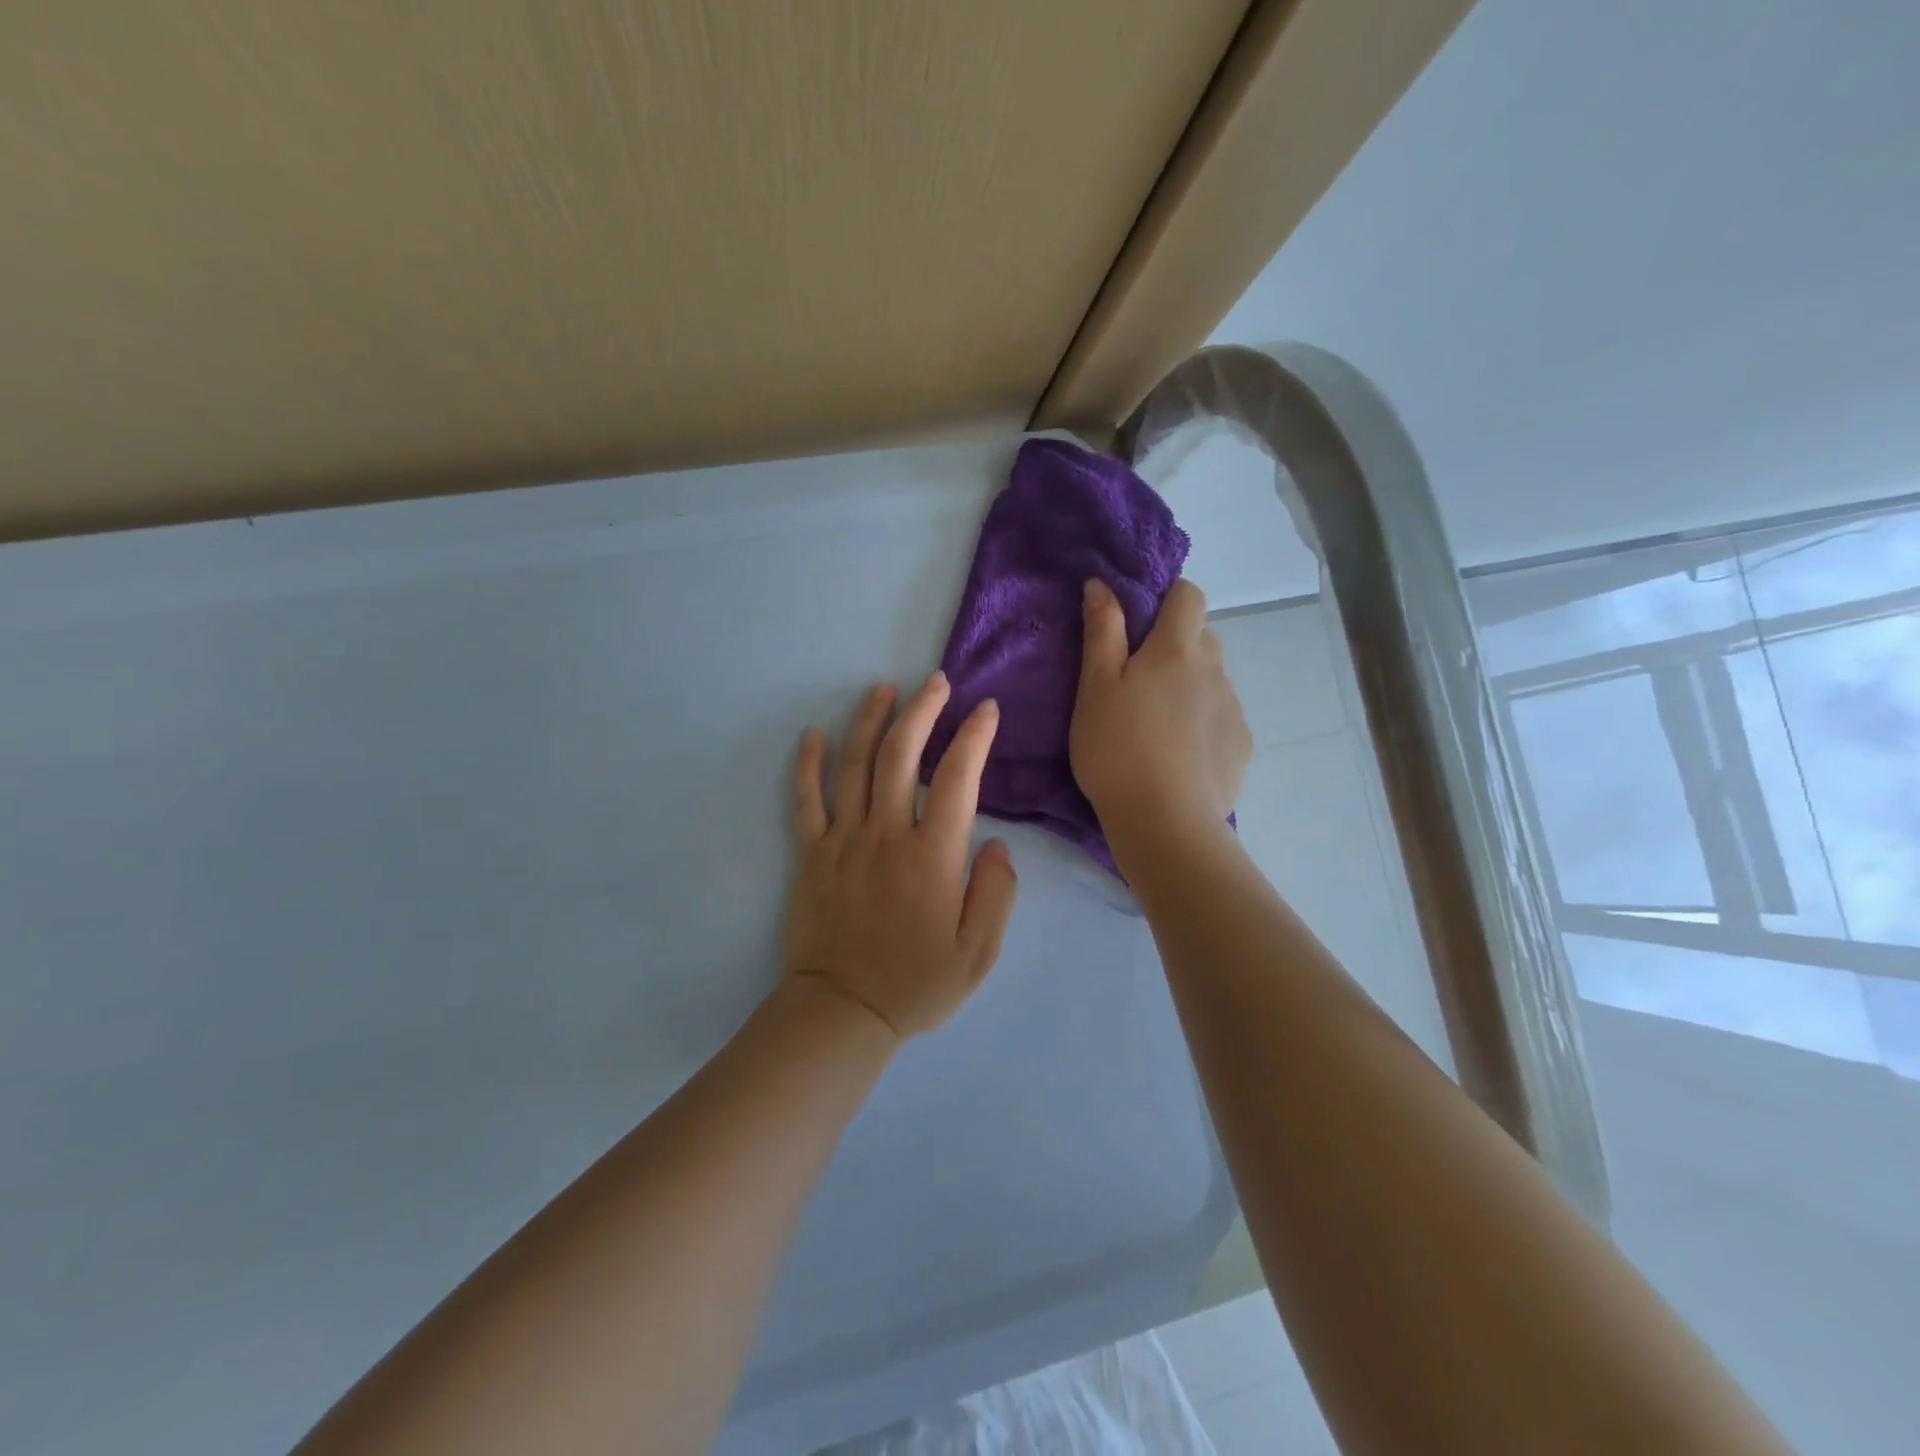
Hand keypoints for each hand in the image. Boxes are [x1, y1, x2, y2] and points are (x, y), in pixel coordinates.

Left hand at [782, 674, 1019, 1042]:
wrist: (842, 1013)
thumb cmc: (916, 985)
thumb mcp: (978, 953)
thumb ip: (996, 894)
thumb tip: (996, 844)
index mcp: (931, 856)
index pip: (957, 779)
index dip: (974, 737)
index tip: (986, 710)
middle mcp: (885, 836)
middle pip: (901, 756)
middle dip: (922, 711)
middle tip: (936, 682)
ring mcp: (842, 841)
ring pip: (854, 766)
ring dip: (870, 721)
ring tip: (884, 688)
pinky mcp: (810, 855)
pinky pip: (805, 800)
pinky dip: (808, 764)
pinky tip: (813, 734)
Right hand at [1070, 577, 1251, 845]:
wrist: (1166, 823)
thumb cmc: (1117, 751)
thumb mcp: (1095, 689)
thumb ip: (1101, 633)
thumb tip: (1102, 584)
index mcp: (1177, 650)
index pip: (1189, 594)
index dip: (1168, 596)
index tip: (1140, 619)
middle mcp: (1215, 670)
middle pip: (1202, 636)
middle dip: (1175, 643)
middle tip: (1138, 678)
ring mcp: (1233, 708)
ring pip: (1212, 678)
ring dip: (1190, 684)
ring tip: (1157, 723)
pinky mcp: (1241, 745)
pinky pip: (1222, 716)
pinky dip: (1203, 721)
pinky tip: (1180, 753)